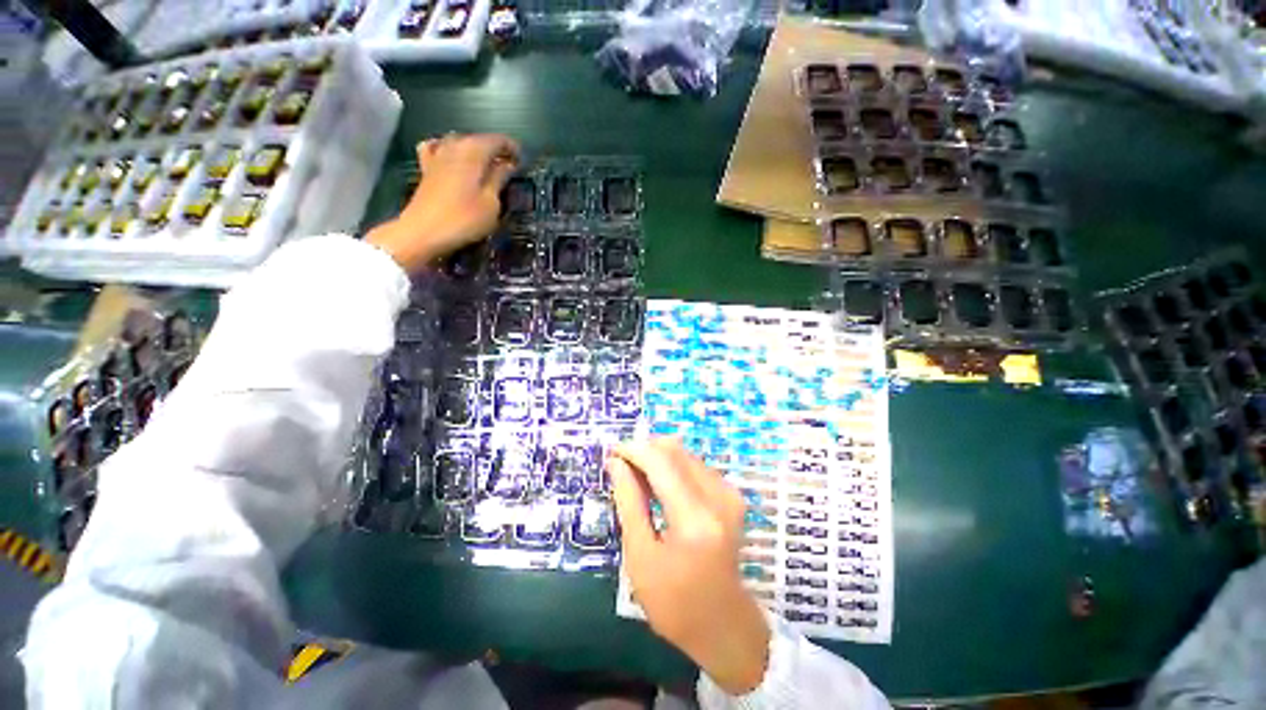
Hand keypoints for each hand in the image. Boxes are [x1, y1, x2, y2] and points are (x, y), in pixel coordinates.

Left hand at [366, 133, 520, 272]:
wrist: (424, 231)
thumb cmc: (465, 218)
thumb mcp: (491, 202)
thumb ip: (499, 179)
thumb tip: (508, 164)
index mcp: (474, 151)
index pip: (499, 140)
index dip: (513, 149)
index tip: (523, 162)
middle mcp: (455, 145)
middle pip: (479, 140)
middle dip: (496, 150)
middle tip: (510, 168)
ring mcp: (437, 154)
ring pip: (461, 142)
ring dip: (476, 150)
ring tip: (487, 165)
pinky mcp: (426, 167)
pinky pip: (438, 148)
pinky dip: (448, 149)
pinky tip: (452, 157)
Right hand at [608, 438, 771, 695]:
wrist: (723, 625)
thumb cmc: (674, 602)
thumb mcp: (640, 556)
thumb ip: (629, 503)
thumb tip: (616, 463)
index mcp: (695, 519)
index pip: (661, 462)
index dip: (633, 450)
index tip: (612, 452)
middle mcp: (718, 497)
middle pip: (675, 450)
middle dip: (644, 450)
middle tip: (621, 467)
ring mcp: (729, 494)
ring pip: (685, 454)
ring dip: (657, 458)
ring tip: (637, 478)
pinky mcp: (732, 495)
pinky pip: (695, 465)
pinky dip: (672, 468)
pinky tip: (659, 487)